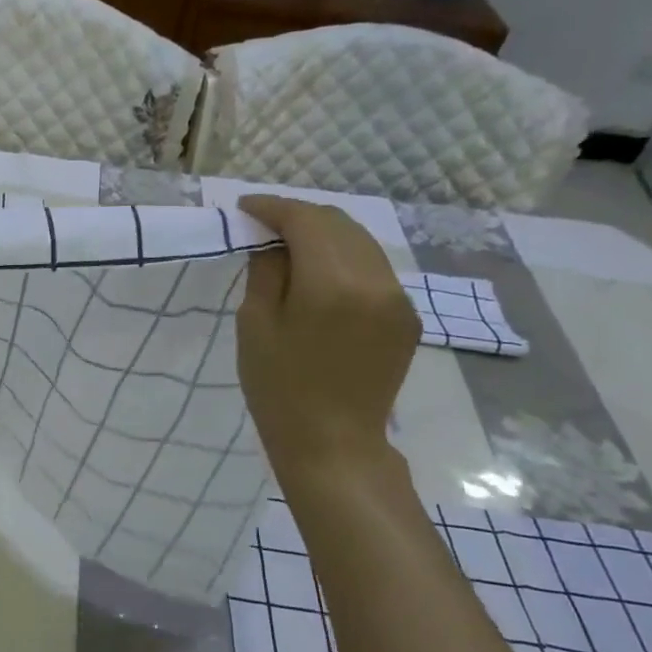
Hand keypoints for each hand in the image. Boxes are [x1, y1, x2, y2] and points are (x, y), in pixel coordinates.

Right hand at [236, 195, 418, 485]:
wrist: (333, 443)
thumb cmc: (279, 388)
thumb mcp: (255, 325)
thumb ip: (266, 271)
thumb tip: (272, 241)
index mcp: (332, 283)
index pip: (305, 220)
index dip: (272, 207)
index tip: (244, 208)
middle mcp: (375, 280)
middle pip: (338, 223)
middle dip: (299, 216)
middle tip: (264, 225)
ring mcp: (398, 298)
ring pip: (360, 242)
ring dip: (324, 234)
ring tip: (290, 244)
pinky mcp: (406, 316)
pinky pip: (373, 269)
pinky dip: (344, 258)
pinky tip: (320, 273)